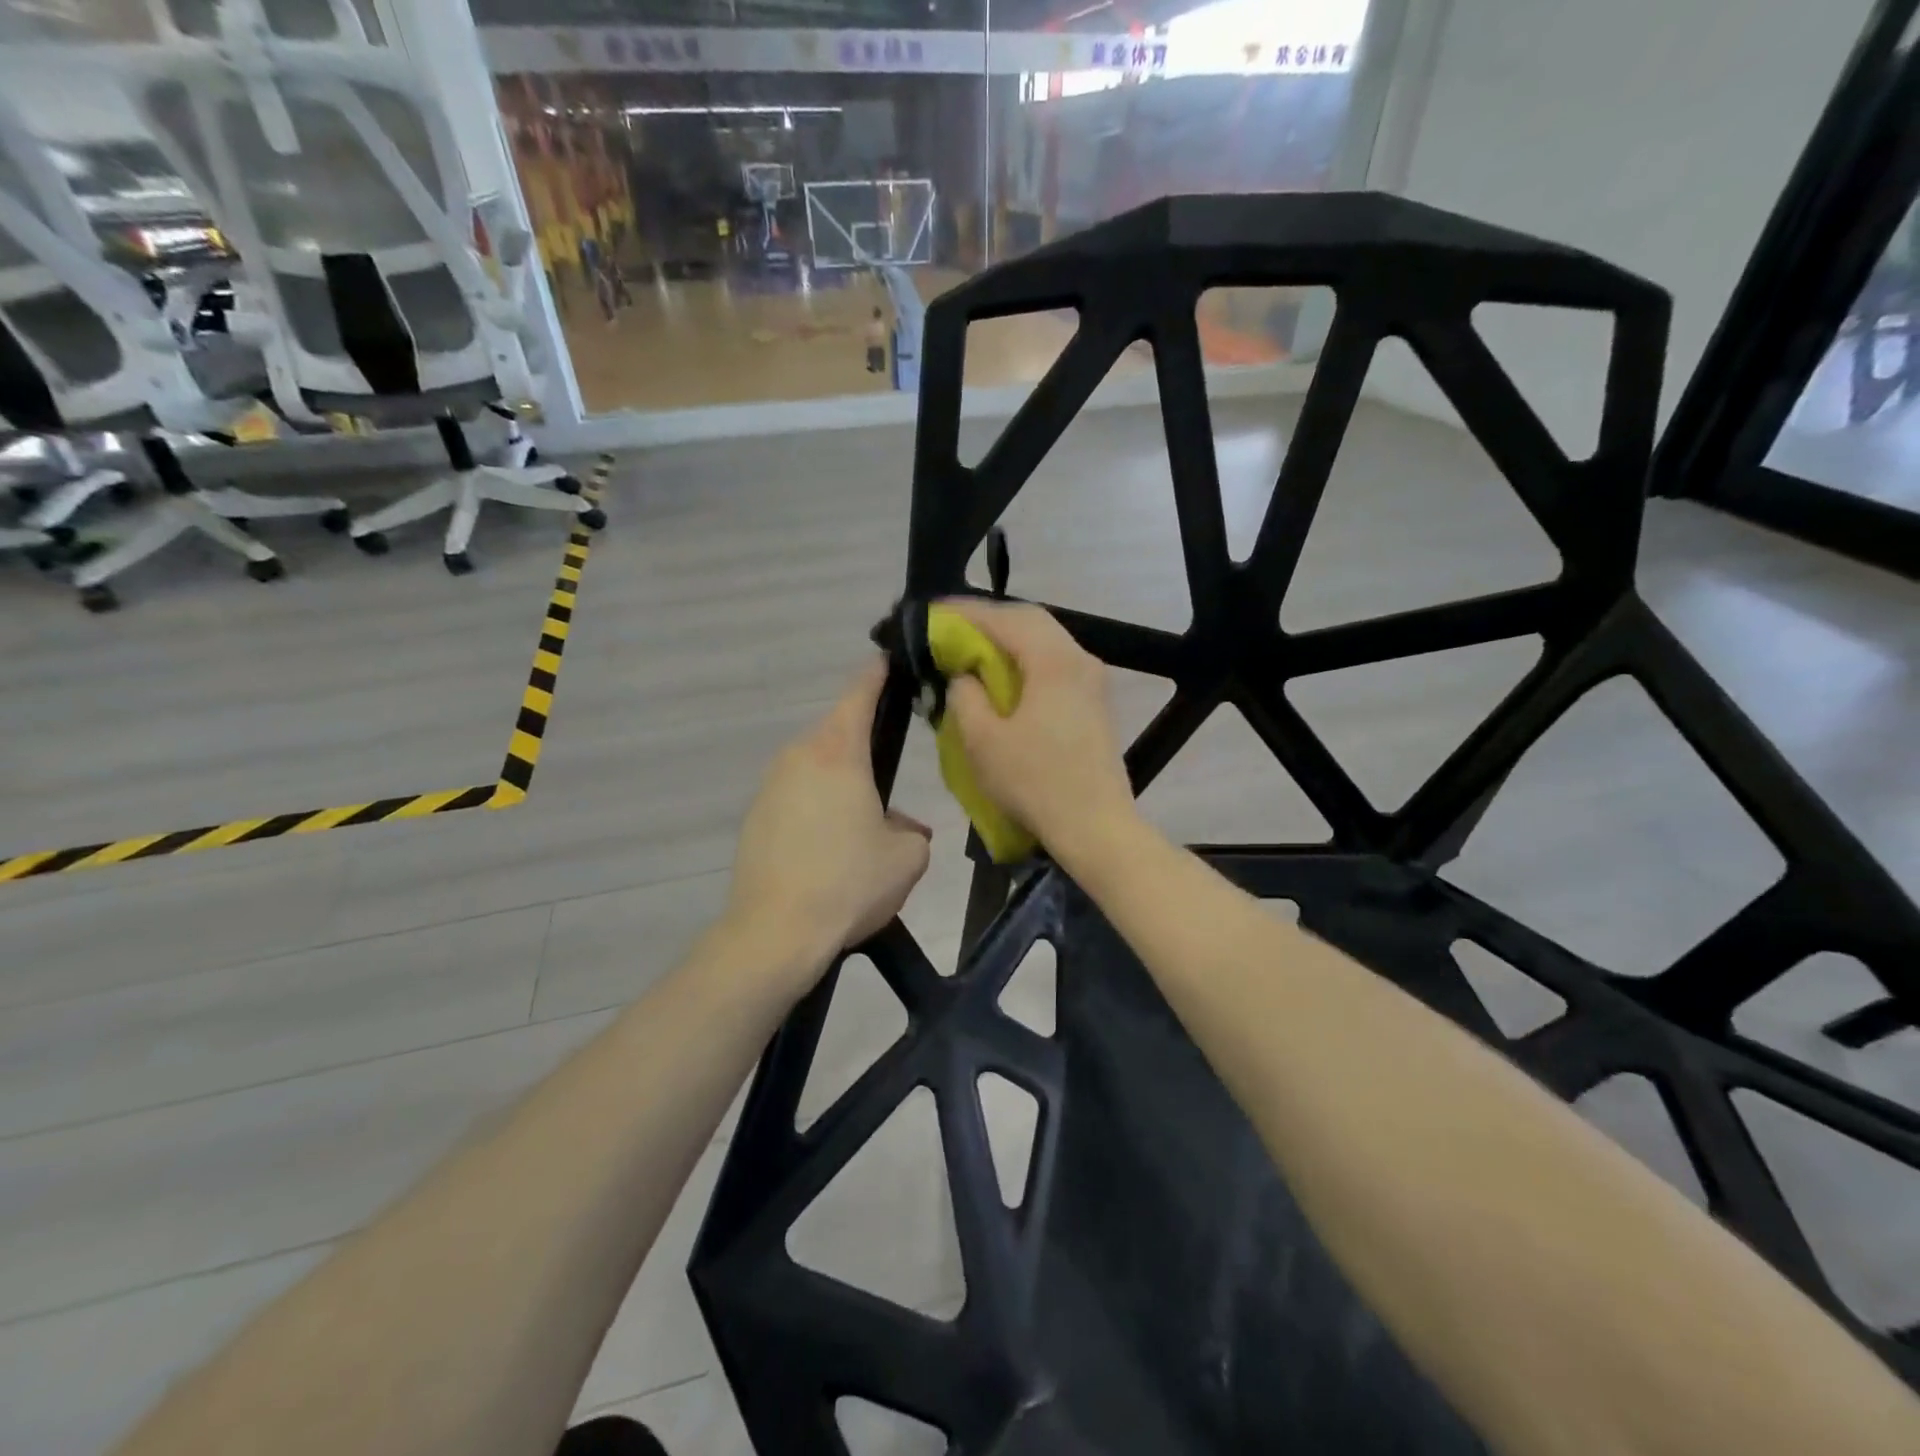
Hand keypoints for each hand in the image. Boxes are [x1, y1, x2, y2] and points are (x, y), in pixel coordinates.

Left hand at [726, 658, 931, 973]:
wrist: (774, 933)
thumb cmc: (848, 883)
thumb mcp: (907, 857)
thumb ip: (912, 830)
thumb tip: (899, 826)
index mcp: (838, 752)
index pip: (859, 692)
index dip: (877, 673)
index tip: (889, 660)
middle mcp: (798, 756)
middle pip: (837, 733)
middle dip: (864, 747)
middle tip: (890, 777)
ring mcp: (770, 786)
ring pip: (816, 768)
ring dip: (840, 784)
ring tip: (862, 826)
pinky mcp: (754, 817)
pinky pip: (796, 797)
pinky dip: (816, 809)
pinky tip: (830, 850)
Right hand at [942, 598, 1136, 861]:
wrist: (1096, 827)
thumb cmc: (1035, 783)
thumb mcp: (982, 740)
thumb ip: (965, 696)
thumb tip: (964, 677)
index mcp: (1054, 661)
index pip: (1005, 618)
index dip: (965, 613)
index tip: (933, 614)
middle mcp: (1080, 659)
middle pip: (1031, 621)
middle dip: (988, 621)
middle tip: (951, 630)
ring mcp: (1092, 681)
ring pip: (1046, 642)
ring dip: (1008, 641)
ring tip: (973, 652)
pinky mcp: (1094, 702)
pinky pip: (1055, 664)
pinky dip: (1026, 661)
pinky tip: (1004, 679)